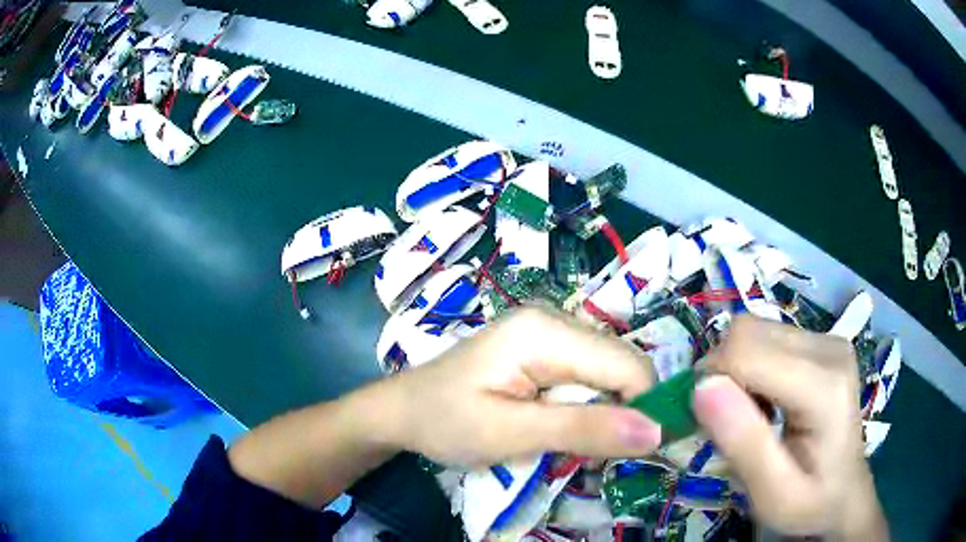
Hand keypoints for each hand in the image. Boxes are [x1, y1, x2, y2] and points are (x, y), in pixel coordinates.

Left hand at [371, 305, 661, 466]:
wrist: (403, 410)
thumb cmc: (446, 422)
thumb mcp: (511, 433)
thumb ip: (583, 430)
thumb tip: (655, 431)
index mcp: (546, 332)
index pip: (629, 365)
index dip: (641, 409)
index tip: (629, 452)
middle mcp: (556, 319)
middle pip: (622, 366)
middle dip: (620, 413)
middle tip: (587, 452)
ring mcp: (550, 331)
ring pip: (609, 374)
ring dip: (603, 414)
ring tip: (567, 441)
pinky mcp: (545, 349)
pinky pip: (588, 377)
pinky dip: (586, 408)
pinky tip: (557, 425)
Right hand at [692, 317, 887, 539]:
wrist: (845, 492)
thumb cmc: (810, 502)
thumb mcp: (773, 495)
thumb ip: (743, 444)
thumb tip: (701, 386)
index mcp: (825, 387)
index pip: (747, 352)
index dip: (711, 382)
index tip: (701, 424)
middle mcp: (829, 348)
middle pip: (748, 333)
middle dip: (721, 374)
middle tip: (724, 423)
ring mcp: (827, 339)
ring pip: (753, 330)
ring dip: (735, 370)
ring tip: (747, 414)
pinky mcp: (822, 341)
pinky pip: (766, 337)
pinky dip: (750, 366)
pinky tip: (763, 400)